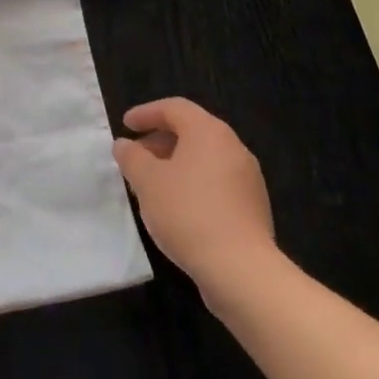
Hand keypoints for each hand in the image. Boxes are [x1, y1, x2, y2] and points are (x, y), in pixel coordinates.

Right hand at [114, 98, 281, 304]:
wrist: (240, 269)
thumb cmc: (187, 213)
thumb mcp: (146, 181)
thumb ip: (131, 157)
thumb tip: (125, 145)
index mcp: (209, 132)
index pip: (174, 108)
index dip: (146, 113)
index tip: (125, 125)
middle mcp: (233, 147)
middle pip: (192, 131)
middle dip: (160, 140)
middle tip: (136, 155)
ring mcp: (248, 178)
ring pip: (205, 158)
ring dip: (176, 163)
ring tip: (152, 183)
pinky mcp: (253, 206)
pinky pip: (217, 181)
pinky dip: (193, 183)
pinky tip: (176, 206)